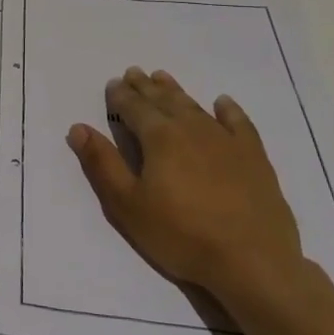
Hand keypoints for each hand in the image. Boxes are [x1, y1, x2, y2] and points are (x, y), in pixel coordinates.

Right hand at [67, 68, 304, 312]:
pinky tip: (222, 103)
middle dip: (146, 87)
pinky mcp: (254, 157)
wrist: (252, 261)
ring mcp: (226, 141)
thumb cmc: (181, 235)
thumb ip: (102, 164)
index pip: (135, 108)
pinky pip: (239, 123)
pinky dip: (228, 110)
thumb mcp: (127, 205)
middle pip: (164, 101)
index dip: (121, 96)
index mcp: (160, 138)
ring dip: (176, 92)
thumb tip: (79, 128)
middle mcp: (192, 129)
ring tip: (163, 78)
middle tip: (134, 72)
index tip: (113, 84)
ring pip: (195, 107)